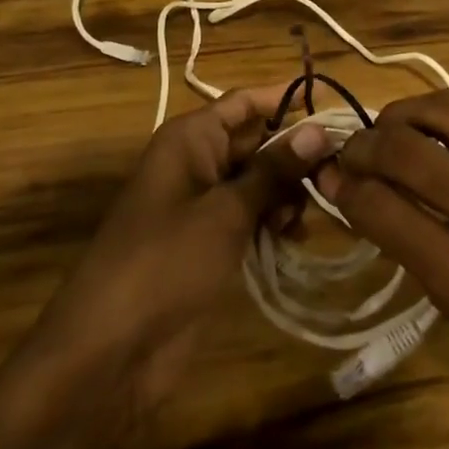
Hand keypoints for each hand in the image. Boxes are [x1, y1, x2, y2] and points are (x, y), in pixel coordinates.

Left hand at [33, 86, 330, 415]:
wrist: (111, 350)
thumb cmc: (166, 262)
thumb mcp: (225, 211)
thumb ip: (273, 170)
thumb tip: (318, 129)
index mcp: (190, 139)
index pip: (246, 103)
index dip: (288, 98)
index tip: (335, 105)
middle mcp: (196, 162)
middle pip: (256, 141)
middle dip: (295, 154)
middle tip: (337, 174)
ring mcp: (202, 204)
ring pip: (258, 181)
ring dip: (287, 193)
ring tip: (307, 217)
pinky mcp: (210, 242)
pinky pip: (250, 216)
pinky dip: (274, 222)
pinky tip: (294, 239)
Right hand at [323, 91, 448, 448]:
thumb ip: (411, 244)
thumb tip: (355, 190)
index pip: (387, 208)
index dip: (345, 187)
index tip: (328, 178)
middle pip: (412, 148)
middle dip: (366, 144)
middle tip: (351, 152)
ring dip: (406, 115)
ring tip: (389, 132)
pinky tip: (440, 137)